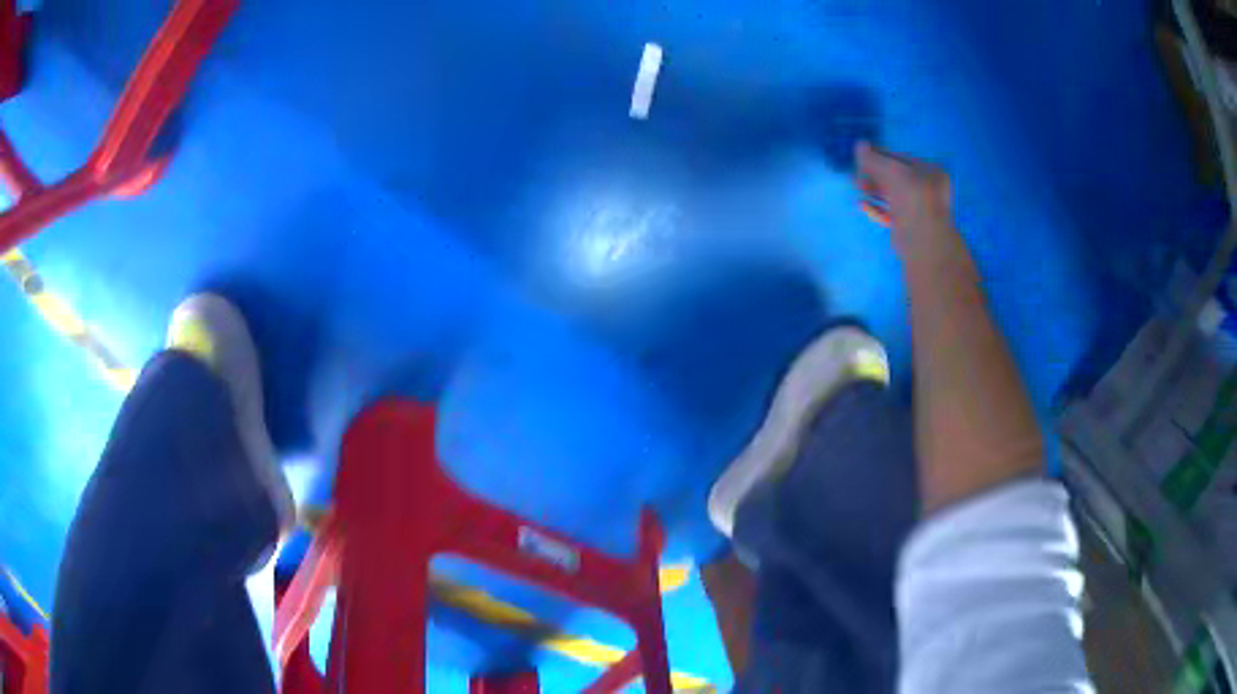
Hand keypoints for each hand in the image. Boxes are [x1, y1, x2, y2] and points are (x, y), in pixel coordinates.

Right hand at [855, 142, 958, 257]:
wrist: (922, 238)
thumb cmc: (911, 197)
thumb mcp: (890, 170)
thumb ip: (874, 158)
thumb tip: (860, 145)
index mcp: (930, 172)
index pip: (901, 159)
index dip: (880, 157)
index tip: (861, 157)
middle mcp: (928, 189)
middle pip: (896, 178)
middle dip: (874, 176)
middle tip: (856, 174)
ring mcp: (920, 210)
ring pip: (892, 196)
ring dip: (873, 191)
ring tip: (856, 188)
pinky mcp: (910, 228)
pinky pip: (891, 214)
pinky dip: (876, 209)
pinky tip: (862, 205)